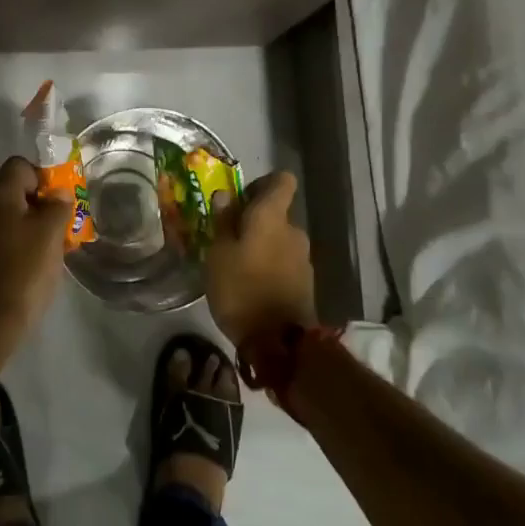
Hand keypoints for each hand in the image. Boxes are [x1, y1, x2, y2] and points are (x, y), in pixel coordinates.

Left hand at [0, 156, 72, 341]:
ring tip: (53, 249)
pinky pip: (0, 241)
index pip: (19, 165)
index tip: (60, 199)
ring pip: (7, 219)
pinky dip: (18, 246)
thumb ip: (58, 206)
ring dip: (30, 227)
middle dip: (40, 204)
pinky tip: (34, 267)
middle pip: (13, 192)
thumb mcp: (51, 233)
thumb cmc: (24, 270)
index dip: (43, 176)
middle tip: (62, 225)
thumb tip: (58, 193)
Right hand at [204, 171, 316, 348]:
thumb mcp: (218, 254)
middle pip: (277, 213)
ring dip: (261, 246)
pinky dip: (270, 267)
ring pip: (280, 240)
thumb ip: (223, 222)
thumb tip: (226, 195)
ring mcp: (303, 259)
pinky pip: (284, 263)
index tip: (241, 198)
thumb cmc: (241, 289)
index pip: (282, 181)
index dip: (263, 183)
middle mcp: (294, 231)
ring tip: (236, 266)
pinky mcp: (305, 283)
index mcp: (273, 217)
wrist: (279, 343)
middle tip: (227, 238)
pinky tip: (251, 286)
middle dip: (255, 221)